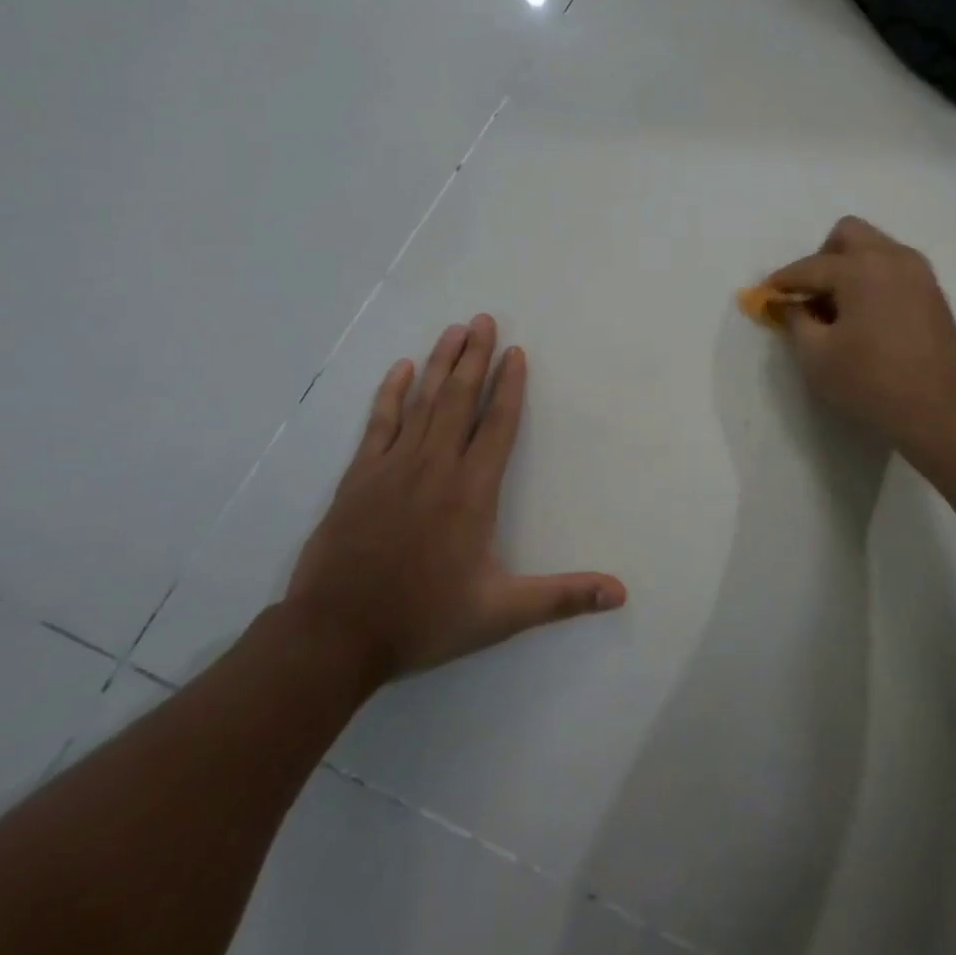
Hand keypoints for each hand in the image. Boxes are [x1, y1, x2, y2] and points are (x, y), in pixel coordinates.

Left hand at [284, 315, 625, 686]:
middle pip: (460, 400)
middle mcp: (435, 467)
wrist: (335, 635)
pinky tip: (401, 368)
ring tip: (454, 330)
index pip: (498, 426)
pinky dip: (391, 393)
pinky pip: (379, 423)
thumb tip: (621, 593)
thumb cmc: (424, 619)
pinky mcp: (359, 476)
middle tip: (484, 319)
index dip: (510, 387)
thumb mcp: (501, 614)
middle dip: (475, 357)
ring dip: (440, 364)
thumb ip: (562, 597)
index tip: (516, 353)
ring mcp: (392, 467)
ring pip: (423, 402)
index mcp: (472, 492)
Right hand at [769, 217, 955, 462]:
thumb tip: (789, 303)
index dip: (782, 282)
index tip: (765, 296)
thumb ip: (795, 321)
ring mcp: (919, 272)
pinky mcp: (933, 292)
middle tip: (811, 295)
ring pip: (875, 248)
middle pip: (848, 234)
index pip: (809, 267)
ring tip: (838, 308)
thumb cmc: (872, 382)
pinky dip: (873, 279)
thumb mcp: (817, 357)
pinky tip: (865, 316)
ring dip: (850, 267)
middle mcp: (892, 257)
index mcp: (860, 267)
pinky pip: (893, 268)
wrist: (944, 411)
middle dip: (822, 258)